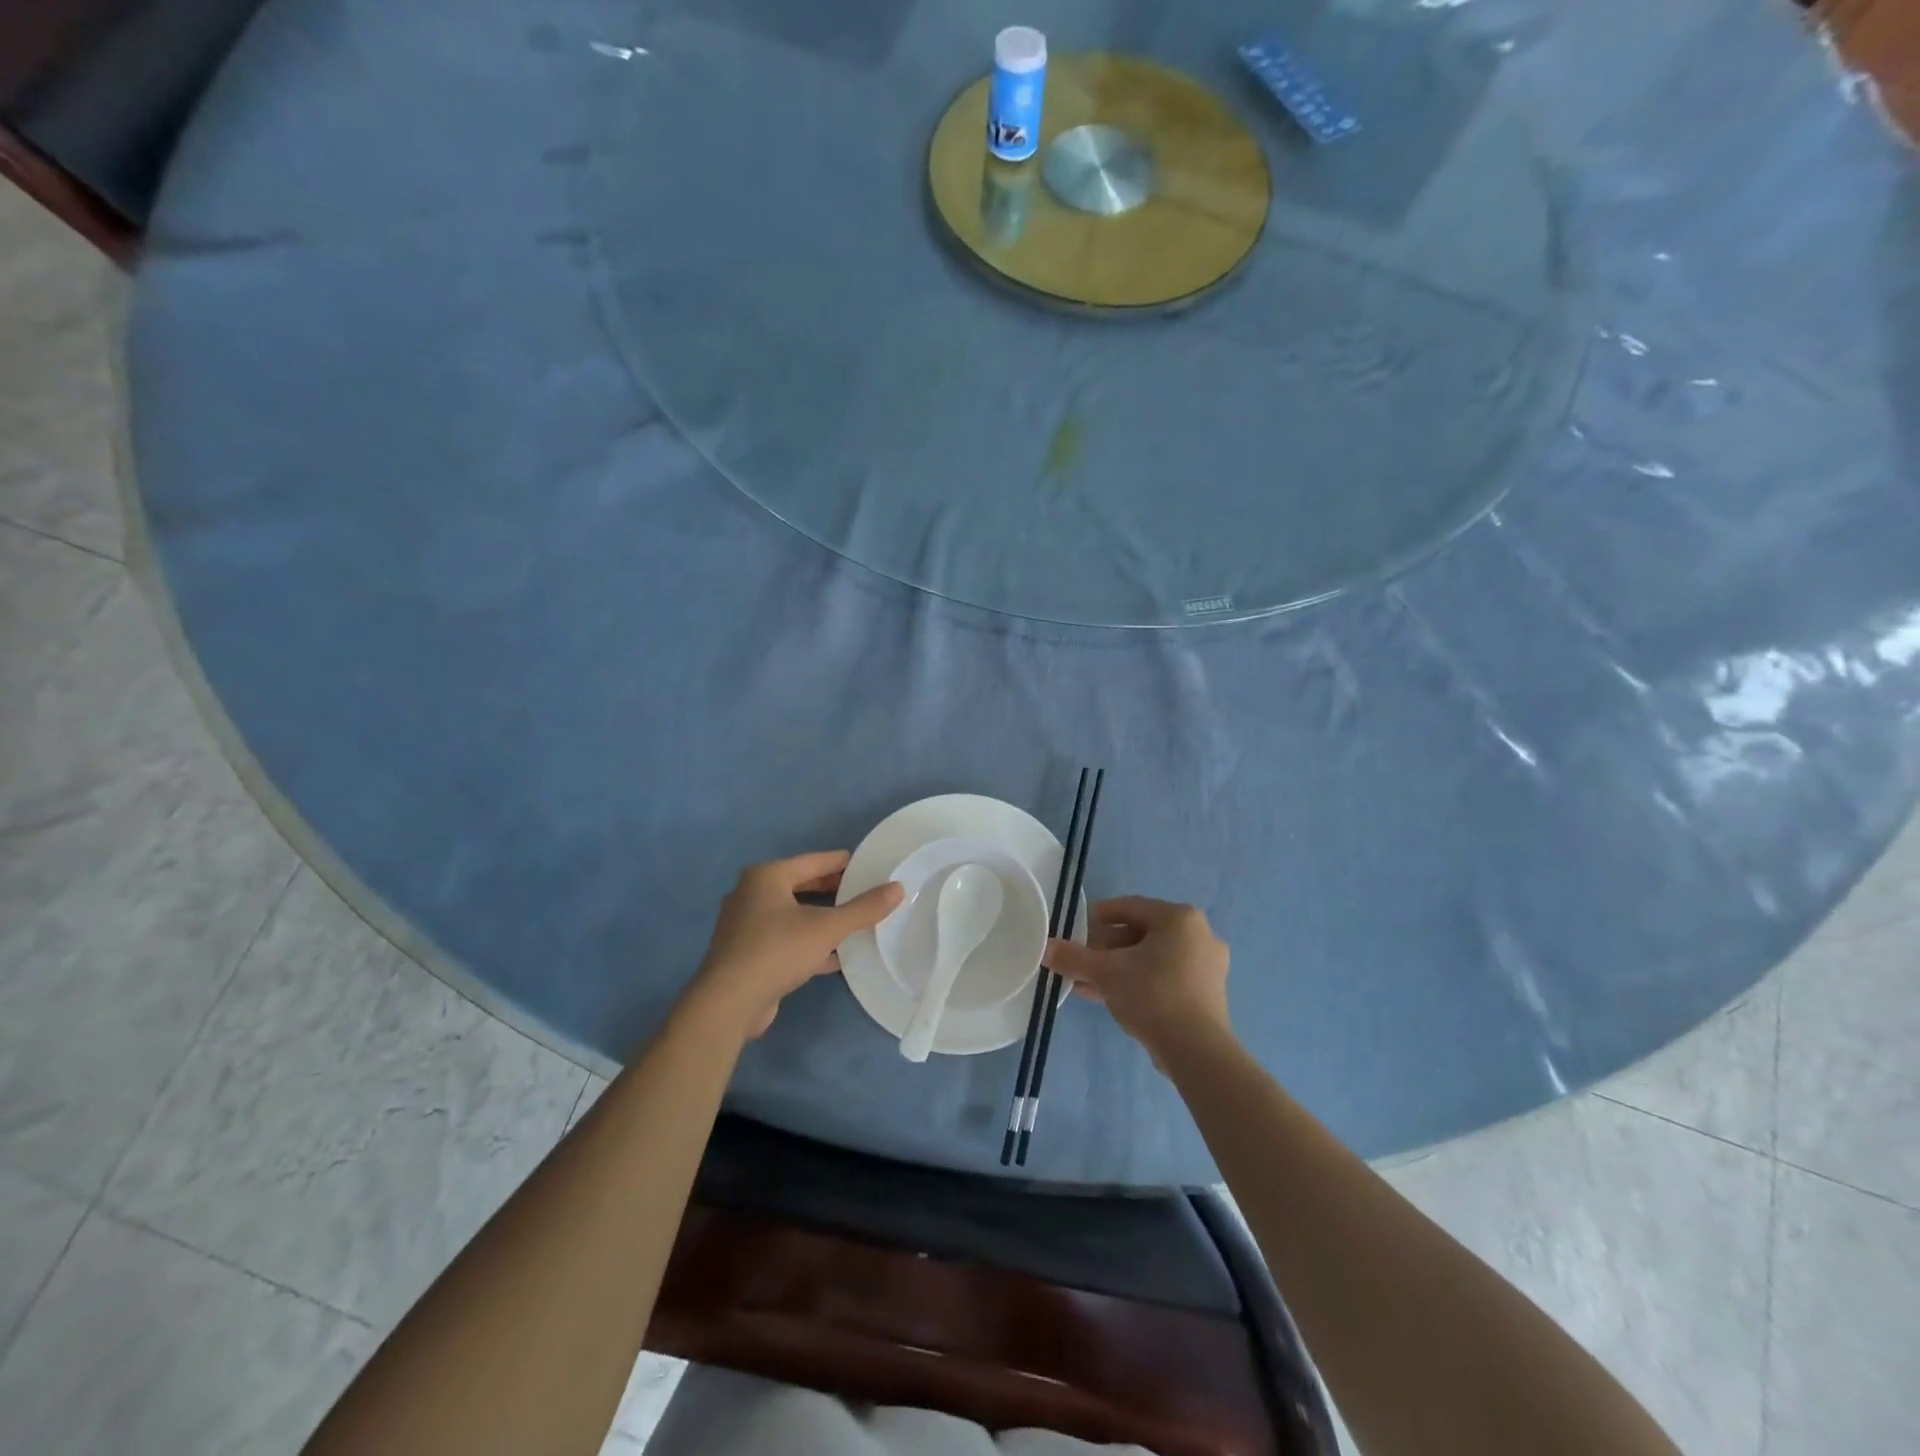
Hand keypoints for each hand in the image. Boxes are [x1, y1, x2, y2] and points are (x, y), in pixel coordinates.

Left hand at [688, 852, 903, 1039]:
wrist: (729, 1002)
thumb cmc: (777, 950)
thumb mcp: (827, 927)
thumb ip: (864, 908)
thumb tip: (898, 888)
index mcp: (766, 877)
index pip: (813, 861)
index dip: (841, 862)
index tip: (867, 864)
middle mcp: (752, 895)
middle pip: (801, 886)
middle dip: (832, 890)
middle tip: (864, 891)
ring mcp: (746, 926)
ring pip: (793, 915)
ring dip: (821, 918)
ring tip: (855, 922)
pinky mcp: (747, 955)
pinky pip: (786, 939)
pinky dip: (809, 943)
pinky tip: (836, 956)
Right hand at [1046, 897, 1230, 1062]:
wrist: (1197, 1051)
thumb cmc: (1152, 995)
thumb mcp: (1105, 973)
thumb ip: (1073, 958)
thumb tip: (1045, 948)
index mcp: (1179, 918)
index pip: (1130, 907)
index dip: (1098, 917)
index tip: (1076, 930)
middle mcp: (1199, 934)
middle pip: (1140, 933)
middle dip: (1106, 948)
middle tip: (1080, 961)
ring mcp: (1207, 965)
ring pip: (1152, 958)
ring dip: (1119, 968)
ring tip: (1087, 983)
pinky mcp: (1207, 992)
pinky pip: (1166, 976)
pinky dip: (1139, 981)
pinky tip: (1110, 998)